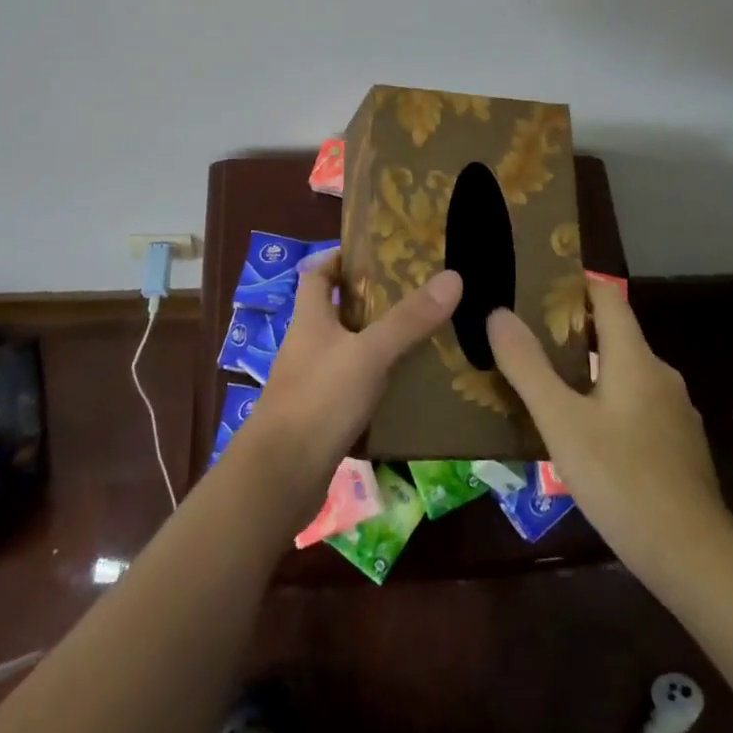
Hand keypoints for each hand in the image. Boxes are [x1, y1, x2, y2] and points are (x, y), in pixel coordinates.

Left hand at [239, 250, 462, 510]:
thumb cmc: (319, 400)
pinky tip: (406, 388)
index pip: (317, 273)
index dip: (340, 258)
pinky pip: (351, 388)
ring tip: (421, 337)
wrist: (280, 478)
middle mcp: (307, 344)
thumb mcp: (369, 353)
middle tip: (416, 294)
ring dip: (377, 343)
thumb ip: (409, 319)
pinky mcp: (320, 416)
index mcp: (309, 318)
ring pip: (347, 350)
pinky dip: (376, 383)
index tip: (376, 254)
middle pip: (336, 310)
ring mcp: (311, 382)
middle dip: (371, 301)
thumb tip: (453, 276)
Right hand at [487, 277, 732, 585]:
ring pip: (624, 374)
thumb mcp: (561, 422)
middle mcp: (660, 374)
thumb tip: (498, 313)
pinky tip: (583, 433)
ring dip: (587, 371)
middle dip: (571, 330)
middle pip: (615, 335)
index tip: (536, 287)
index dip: (575, 286)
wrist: (694, 557)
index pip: (608, 297)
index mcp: (635, 358)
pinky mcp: (678, 446)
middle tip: (526, 338)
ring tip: (545, 385)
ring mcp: (674, 412)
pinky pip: (636, 406)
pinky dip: (607, 403)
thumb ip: (528, 366)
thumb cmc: (621, 479)